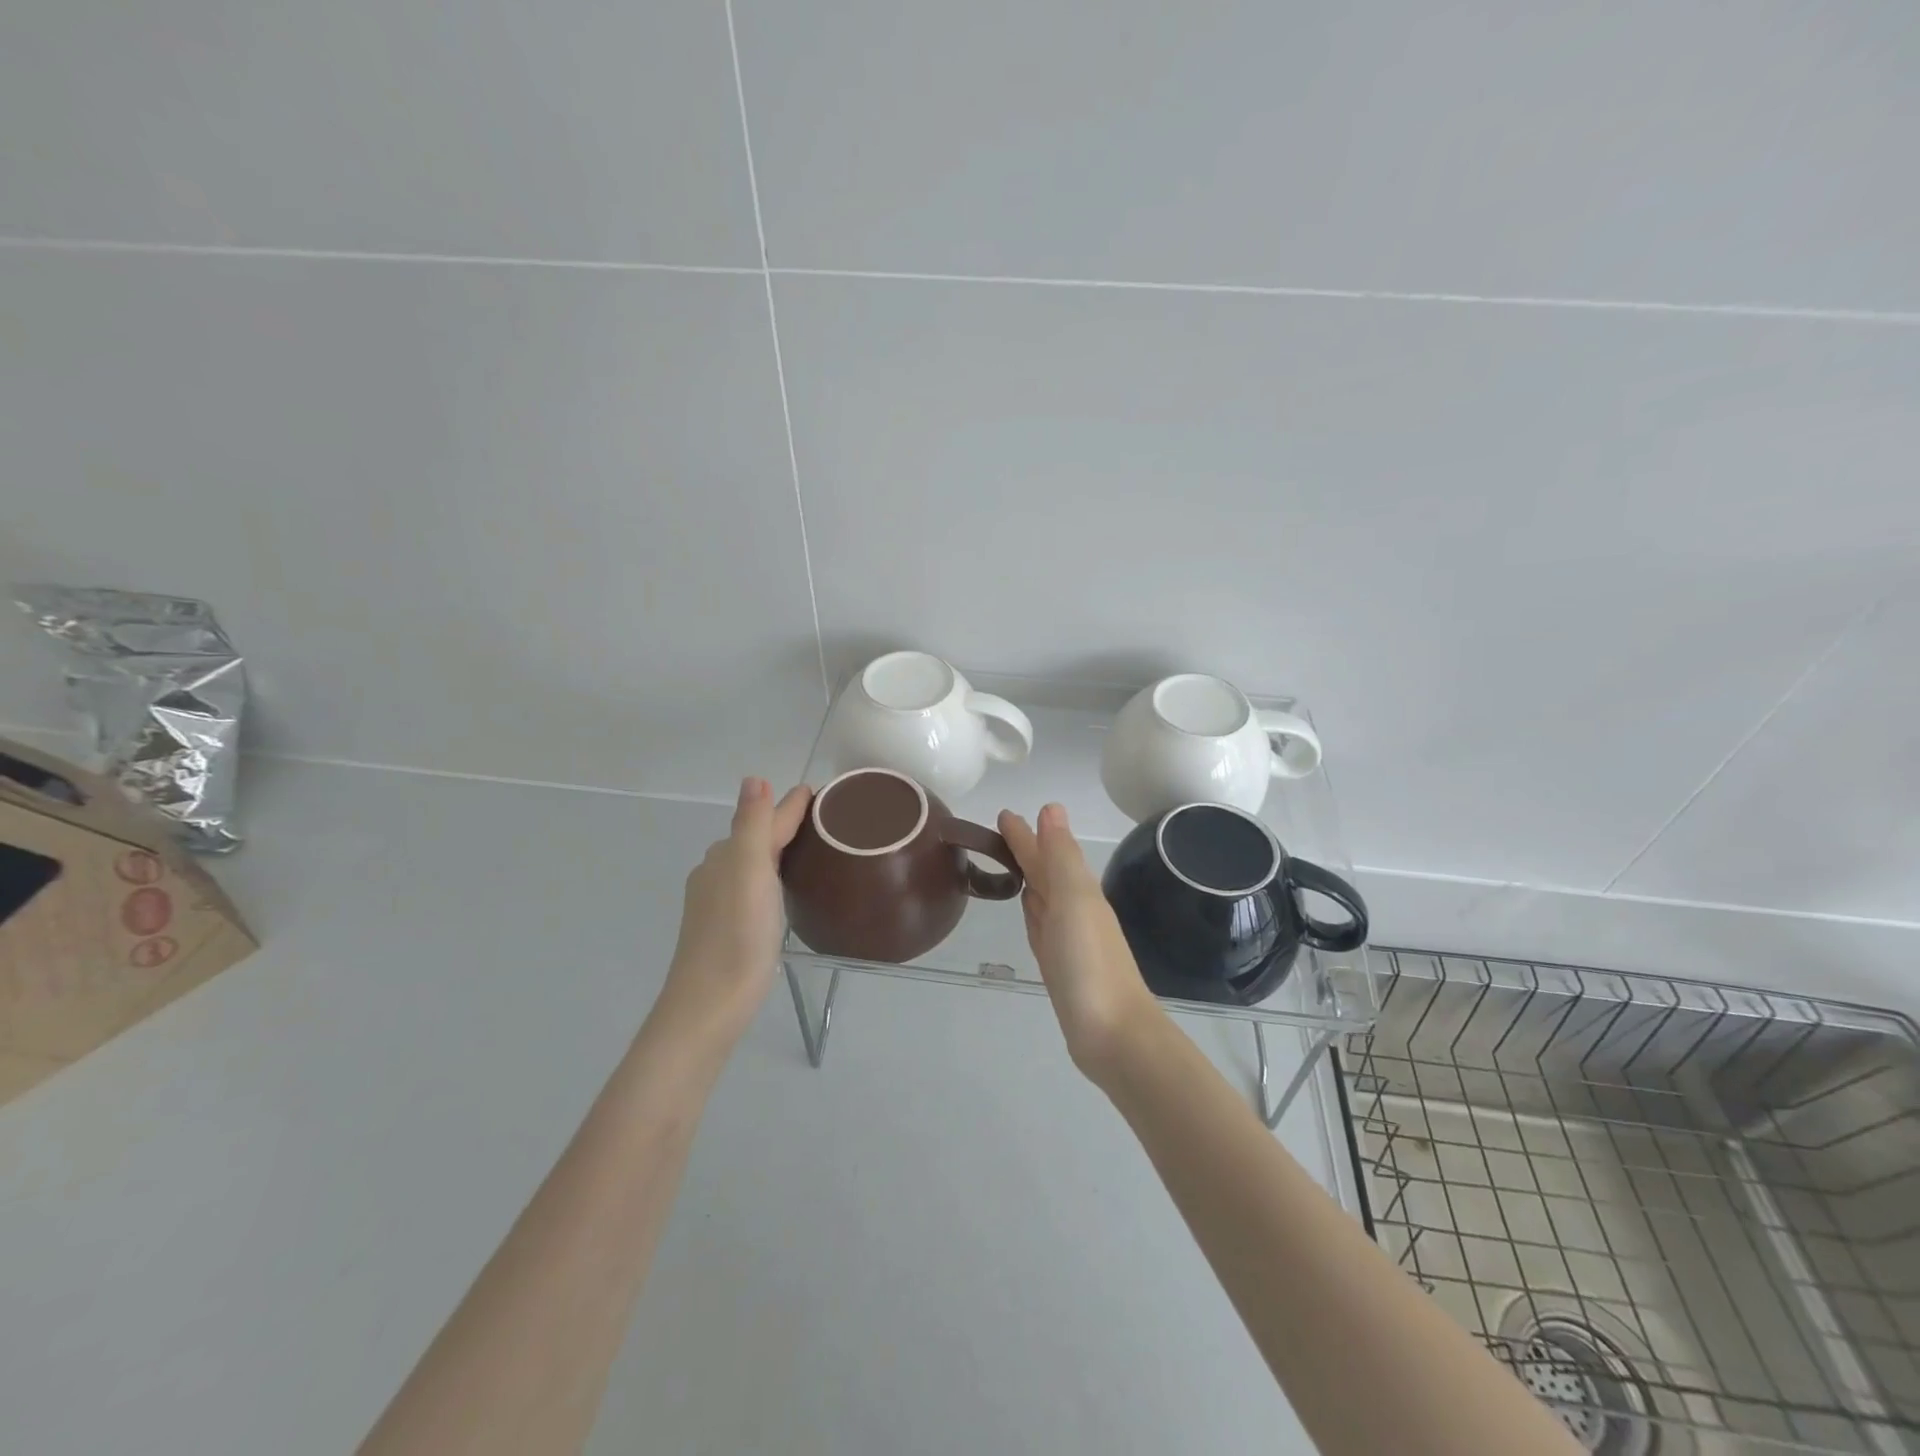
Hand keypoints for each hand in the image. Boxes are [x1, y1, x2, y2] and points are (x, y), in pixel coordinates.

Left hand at [657, 777, 811, 1048]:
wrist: (709, 1005)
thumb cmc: (737, 936)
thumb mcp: (749, 872)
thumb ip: (752, 825)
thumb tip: (753, 778)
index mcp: (727, 856)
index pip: (765, 820)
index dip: (791, 806)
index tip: (819, 793)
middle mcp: (718, 873)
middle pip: (755, 838)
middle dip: (783, 824)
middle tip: (823, 820)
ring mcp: (718, 902)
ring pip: (751, 863)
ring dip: (776, 850)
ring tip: (808, 850)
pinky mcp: (725, 928)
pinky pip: (752, 887)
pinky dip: (770, 877)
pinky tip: (781, 891)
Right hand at [998, 803, 1162, 1080]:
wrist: (1113, 1034)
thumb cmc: (1089, 963)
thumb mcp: (1074, 899)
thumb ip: (1060, 856)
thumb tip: (1051, 808)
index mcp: (1078, 891)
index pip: (1046, 852)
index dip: (1026, 834)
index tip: (1004, 814)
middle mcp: (1075, 910)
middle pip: (1046, 872)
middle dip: (1027, 850)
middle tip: (1001, 830)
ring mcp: (1068, 940)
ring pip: (1044, 897)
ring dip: (1030, 877)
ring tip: (1012, 862)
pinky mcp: (1060, 967)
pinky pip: (1042, 926)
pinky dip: (1034, 911)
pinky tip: (1028, 908)